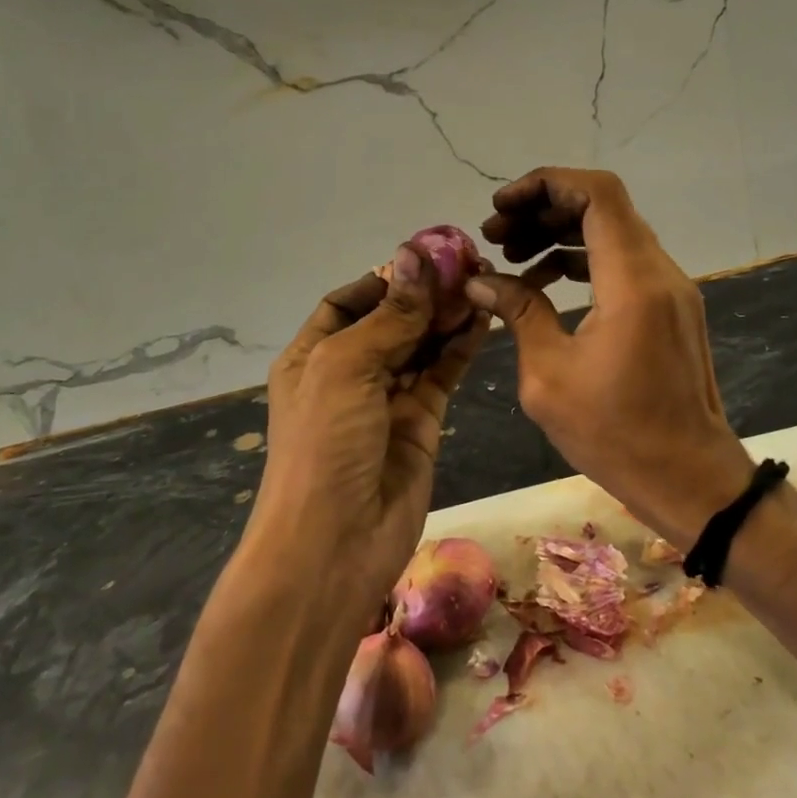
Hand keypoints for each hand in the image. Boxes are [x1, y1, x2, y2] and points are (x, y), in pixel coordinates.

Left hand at [250, 243, 486, 618]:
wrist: (336, 544)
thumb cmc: (324, 445)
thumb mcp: (347, 368)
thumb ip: (391, 315)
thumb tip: (417, 253)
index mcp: (313, 355)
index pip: (348, 302)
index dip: (385, 279)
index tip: (427, 256)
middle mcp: (350, 372)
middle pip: (391, 319)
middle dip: (425, 293)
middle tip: (467, 262)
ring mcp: (388, 397)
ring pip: (423, 343)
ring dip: (448, 314)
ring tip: (482, 281)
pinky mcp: (423, 420)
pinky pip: (444, 372)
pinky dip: (462, 345)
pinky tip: (483, 317)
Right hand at [466, 168, 752, 548]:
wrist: (690, 479)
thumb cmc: (616, 435)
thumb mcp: (549, 376)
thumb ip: (518, 313)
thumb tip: (481, 281)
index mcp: (632, 282)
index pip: (596, 194)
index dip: (545, 185)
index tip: (501, 208)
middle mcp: (660, 272)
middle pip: (604, 206)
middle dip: (544, 209)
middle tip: (497, 236)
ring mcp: (672, 289)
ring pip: (614, 232)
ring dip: (561, 234)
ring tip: (512, 258)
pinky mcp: (671, 308)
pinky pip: (624, 263)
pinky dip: (583, 260)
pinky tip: (545, 284)